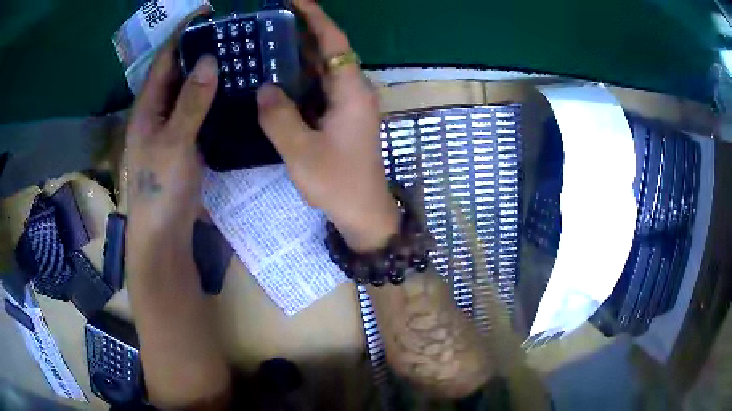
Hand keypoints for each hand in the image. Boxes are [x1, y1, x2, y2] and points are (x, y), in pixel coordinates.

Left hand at [125, 42, 217, 244]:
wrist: (163, 232)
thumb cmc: (161, 188)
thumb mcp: (174, 142)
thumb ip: (191, 102)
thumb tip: (208, 60)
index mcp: (147, 106)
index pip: (165, 58)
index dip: (183, 33)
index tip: (208, 12)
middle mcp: (157, 111)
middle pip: (178, 71)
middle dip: (199, 49)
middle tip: (231, 33)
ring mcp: (171, 127)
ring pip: (190, 90)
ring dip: (209, 72)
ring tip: (237, 54)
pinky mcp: (185, 141)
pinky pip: (199, 110)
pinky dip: (213, 97)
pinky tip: (233, 90)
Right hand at [257, 0, 398, 251]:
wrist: (363, 213)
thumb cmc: (338, 183)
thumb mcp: (301, 151)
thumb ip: (279, 117)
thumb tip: (264, 88)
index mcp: (351, 91)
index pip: (334, 41)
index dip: (315, 17)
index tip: (294, 0)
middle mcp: (352, 91)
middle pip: (327, 51)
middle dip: (301, 32)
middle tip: (270, 21)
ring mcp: (347, 104)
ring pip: (321, 70)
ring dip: (297, 55)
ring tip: (268, 41)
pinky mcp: (339, 117)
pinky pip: (317, 89)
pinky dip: (298, 80)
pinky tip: (276, 77)